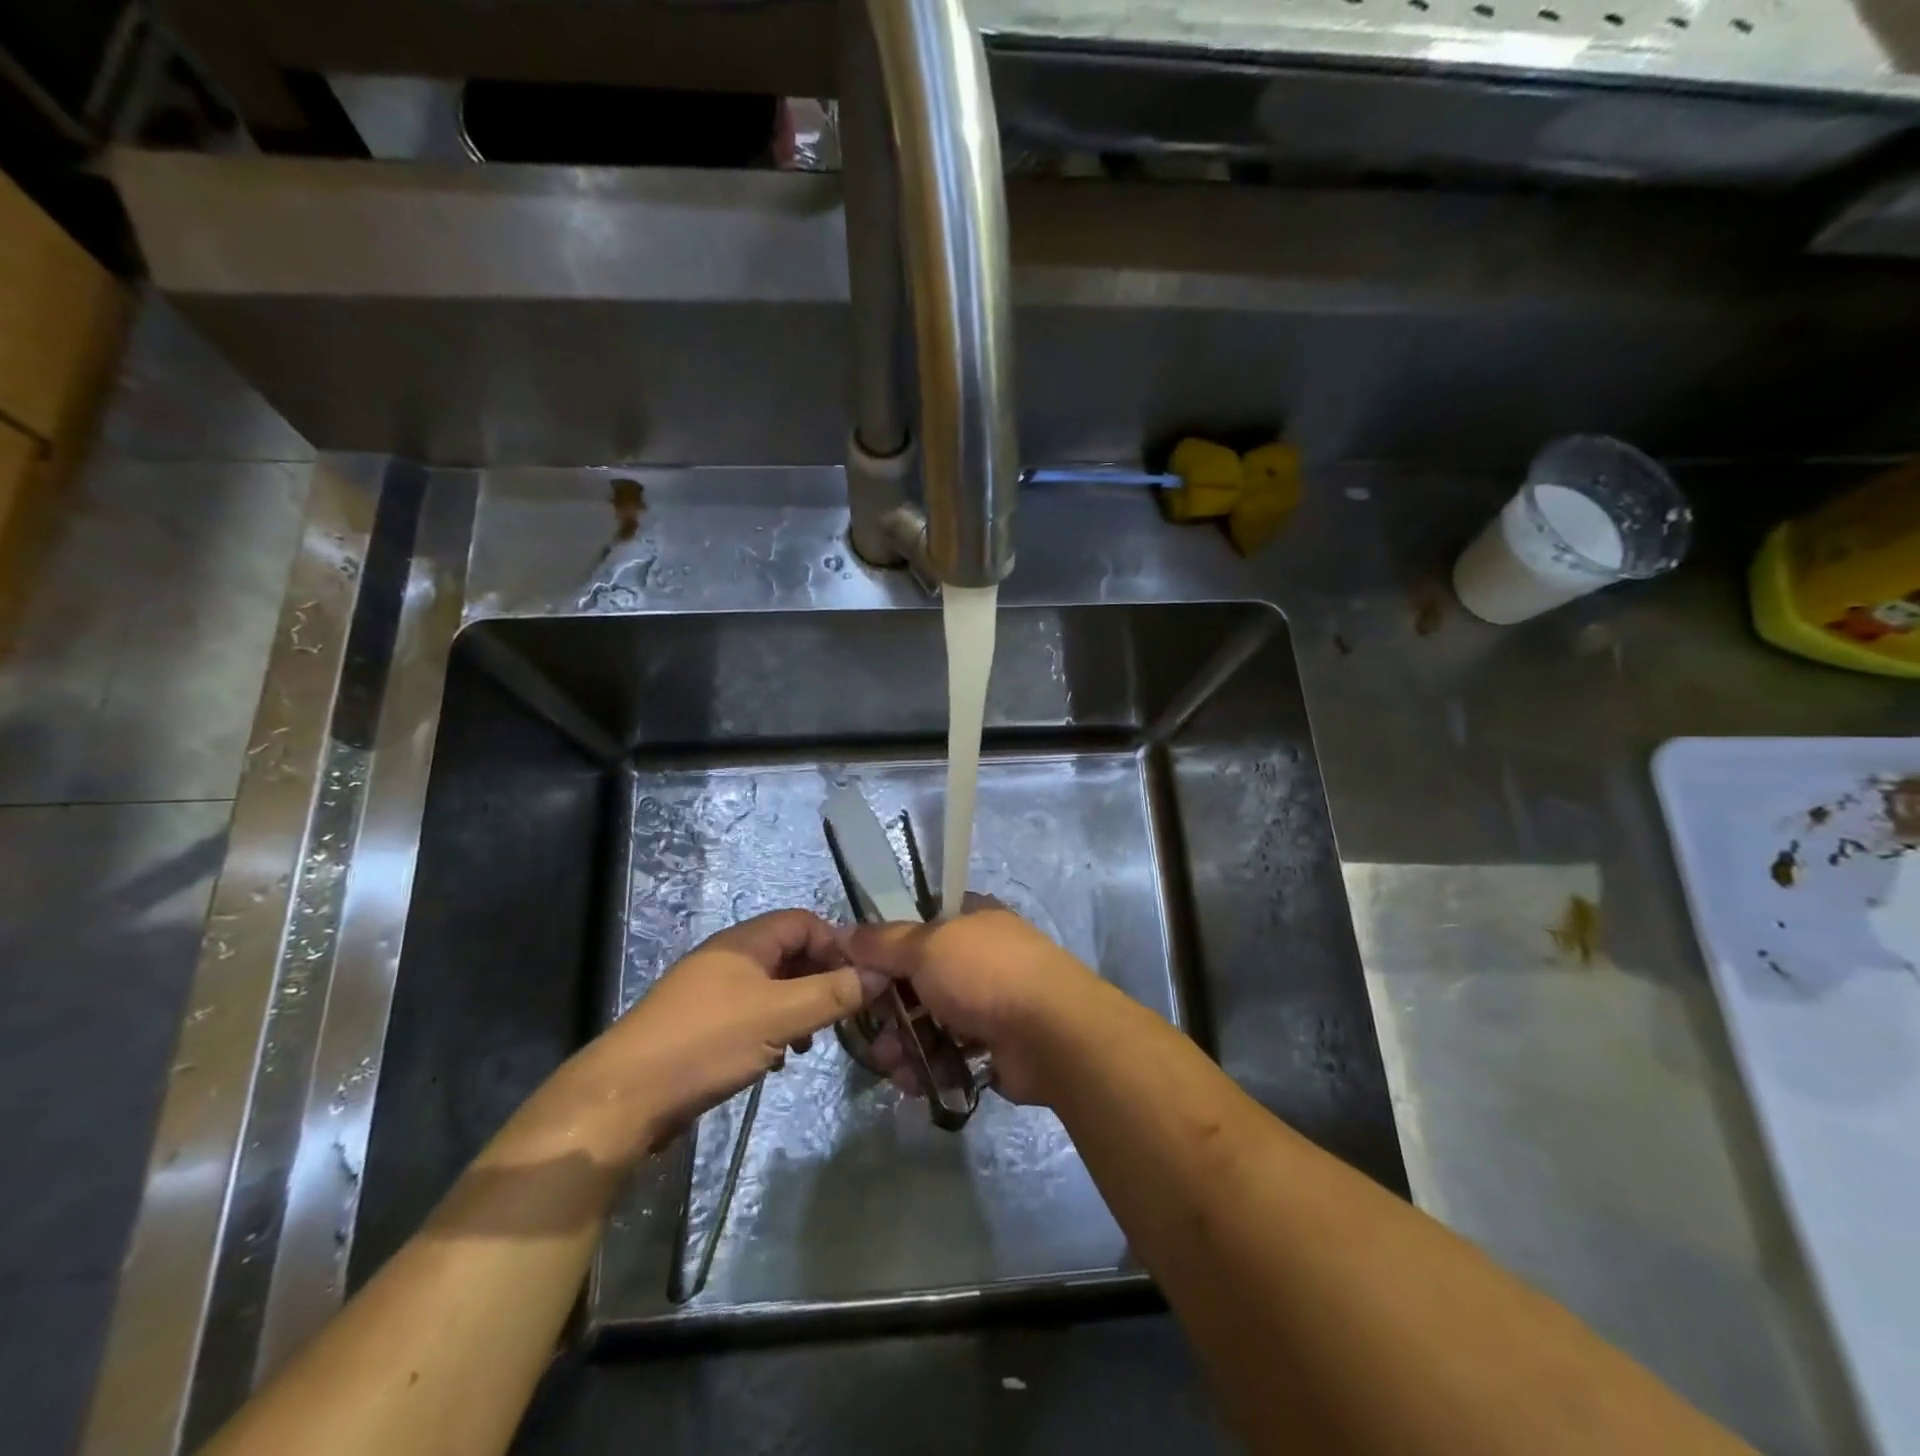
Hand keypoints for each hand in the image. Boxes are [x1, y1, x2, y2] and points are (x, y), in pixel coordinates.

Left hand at [558, 910, 885, 1160]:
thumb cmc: (707, 1044)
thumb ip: (833, 994)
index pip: (804, 922)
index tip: (862, 978)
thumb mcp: (780, 1016)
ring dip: (799, 1007)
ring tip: (811, 1040)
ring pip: (772, 986)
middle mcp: (728, 958)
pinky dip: (774, 1027)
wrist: (624, 1099)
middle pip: (790, 953)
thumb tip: (880, 973)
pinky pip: (752, 1013)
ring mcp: (711, 992)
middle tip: (843, 1012)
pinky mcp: (701, 1026)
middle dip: (821, 978)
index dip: (837, 944)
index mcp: (745, 942)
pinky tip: (779, 1057)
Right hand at [842, 899, 1110, 1105]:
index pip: (919, 926)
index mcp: (971, 920)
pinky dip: (930, 1066)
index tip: (858, 973)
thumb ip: (882, 943)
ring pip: (932, 1020)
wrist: (1052, 1034)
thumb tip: (844, 934)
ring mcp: (991, 1001)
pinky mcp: (996, 1045)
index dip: (886, 949)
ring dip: (905, 1043)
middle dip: (890, 1009)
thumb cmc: (985, 974)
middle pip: (920, 979)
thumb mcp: (925, 947)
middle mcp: (981, 956)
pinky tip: (914, 1082)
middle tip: (869, 1031)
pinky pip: (951, 1053)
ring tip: (890, 1066)